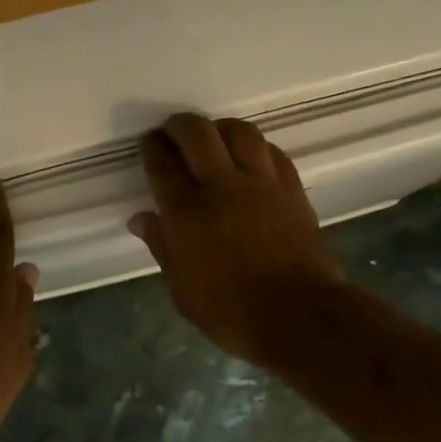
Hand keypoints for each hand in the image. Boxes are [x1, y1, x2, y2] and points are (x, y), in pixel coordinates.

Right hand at [128, 113, 343, 363]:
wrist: (299, 316)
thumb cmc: (231, 312)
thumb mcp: (182, 290)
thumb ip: (162, 247)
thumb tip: (141, 219)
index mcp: (186, 213)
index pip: (162, 164)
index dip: (152, 148)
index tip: (149, 142)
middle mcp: (221, 187)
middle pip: (198, 134)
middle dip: (180, 125)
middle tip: (173, 131)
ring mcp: (261, 184)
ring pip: (239, 132)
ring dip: (220, 128)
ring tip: (213, 137)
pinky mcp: (291, 189)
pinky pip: (272, 152)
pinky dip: (255, 147)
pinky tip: (250, 156)